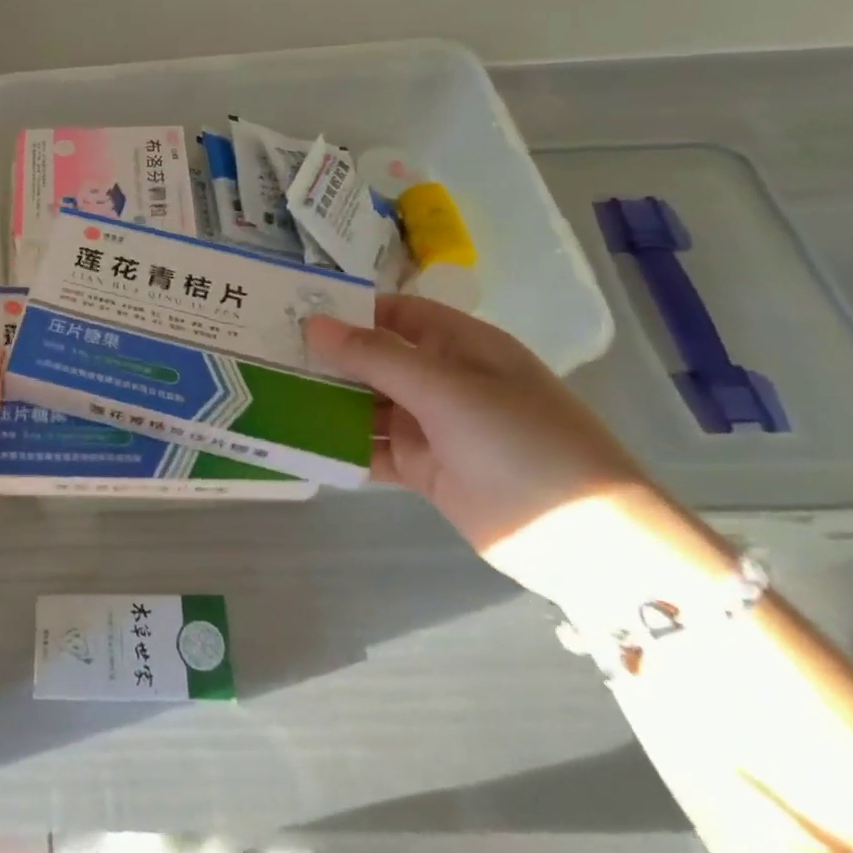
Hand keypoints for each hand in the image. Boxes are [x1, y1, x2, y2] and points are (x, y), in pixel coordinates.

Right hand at [303, 296, 666, 603]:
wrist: (587, 541)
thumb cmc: (521, 443)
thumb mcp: (446, 389)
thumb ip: (376, 358)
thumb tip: (312, 324)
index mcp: (461, 346)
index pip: (394, 314)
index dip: (347, 311)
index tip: (290, 314)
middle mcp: (445, 380)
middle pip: (376, 359)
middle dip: (328, 359)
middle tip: (265, 357)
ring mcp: (436, 427)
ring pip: (370, 406)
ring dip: (329, 403)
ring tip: (272, 396)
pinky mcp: (428, 470)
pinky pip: (375, 450)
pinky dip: (343, 447)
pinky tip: (300, 443)